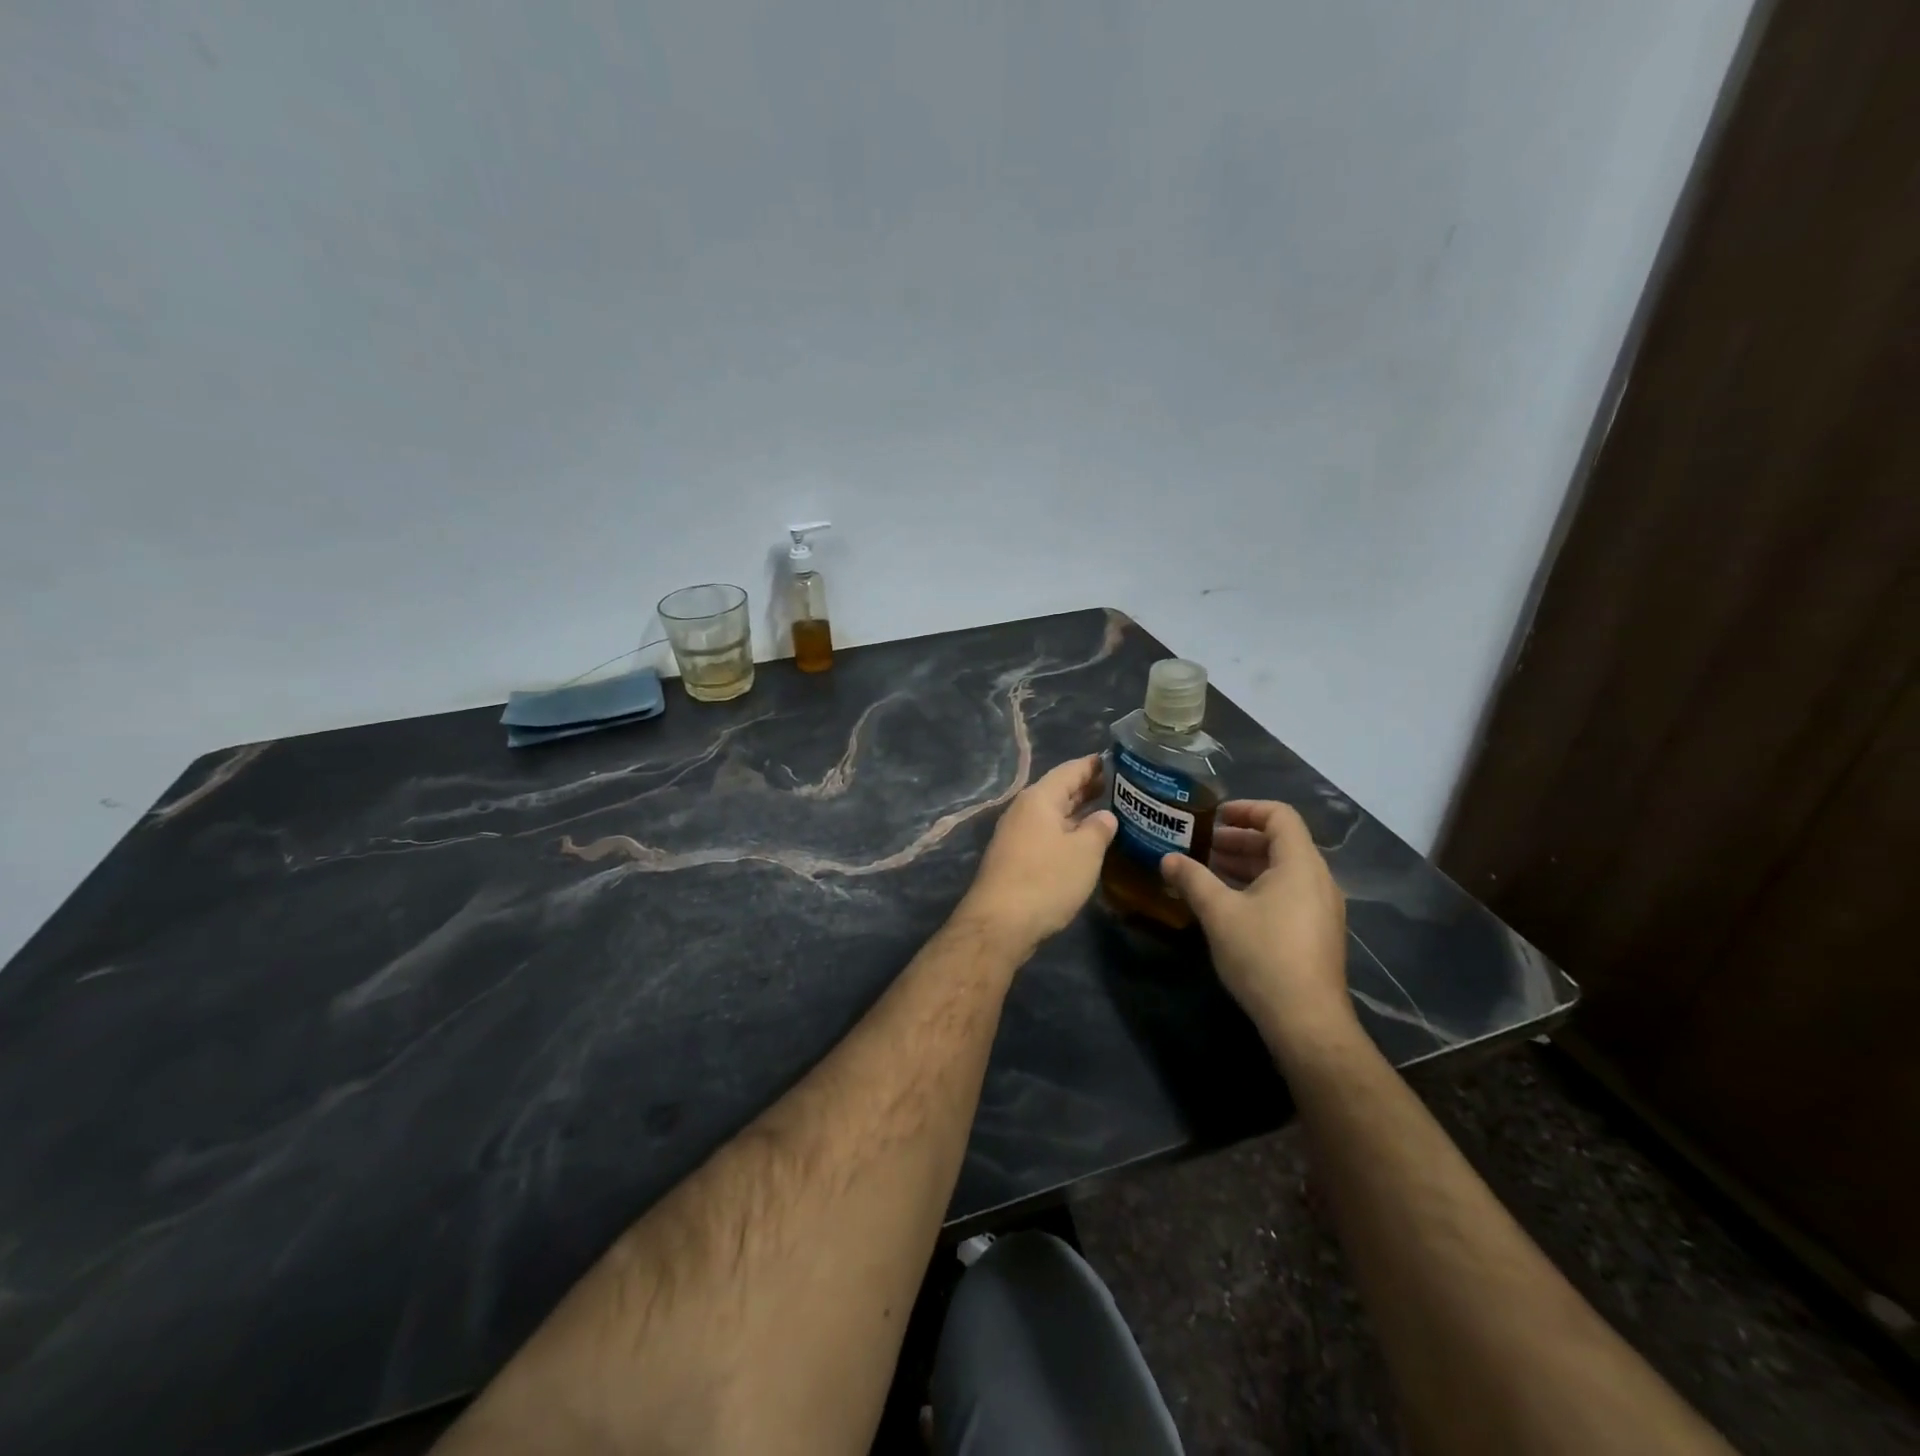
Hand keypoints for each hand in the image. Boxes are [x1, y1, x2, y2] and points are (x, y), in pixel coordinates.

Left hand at [958, 755, 1116, 951]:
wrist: (999, 923)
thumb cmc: (1046, 880)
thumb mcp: (1084, 852)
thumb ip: (1098, 828)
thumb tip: (1104, 816)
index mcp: (1039, 798)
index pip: (1070, 770)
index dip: (1094, 765)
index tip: (1117, 761)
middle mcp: (1023, 810)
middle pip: (1059, 791)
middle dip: (1087, 788)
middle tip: (1118, 787)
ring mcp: (1015, 835)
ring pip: (1052, 814)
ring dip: (1077, 812)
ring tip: (1106, 812)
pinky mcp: (1014, 858)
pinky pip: (1045, 834)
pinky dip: (1066, 832)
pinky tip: (1083, 843)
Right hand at [1160, 801, 1353, 1055]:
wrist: (1306, 1021)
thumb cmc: (1263, 955)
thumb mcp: (1218, 912)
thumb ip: (1192, 879)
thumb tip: (1167, 859)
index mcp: (1300, 864)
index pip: (1280, 815)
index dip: (1246, 808)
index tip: (1214, 815)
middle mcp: (1318, 879)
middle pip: (1281, 842)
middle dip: (1240, 839)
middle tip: (1203, 844)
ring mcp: (1321, 908)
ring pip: (1283, 870)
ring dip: (1246, 864)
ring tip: (1208, 871)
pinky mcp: (1317, 932)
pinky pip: (1288, 893)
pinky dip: (1258, 886)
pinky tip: (1229, 904)